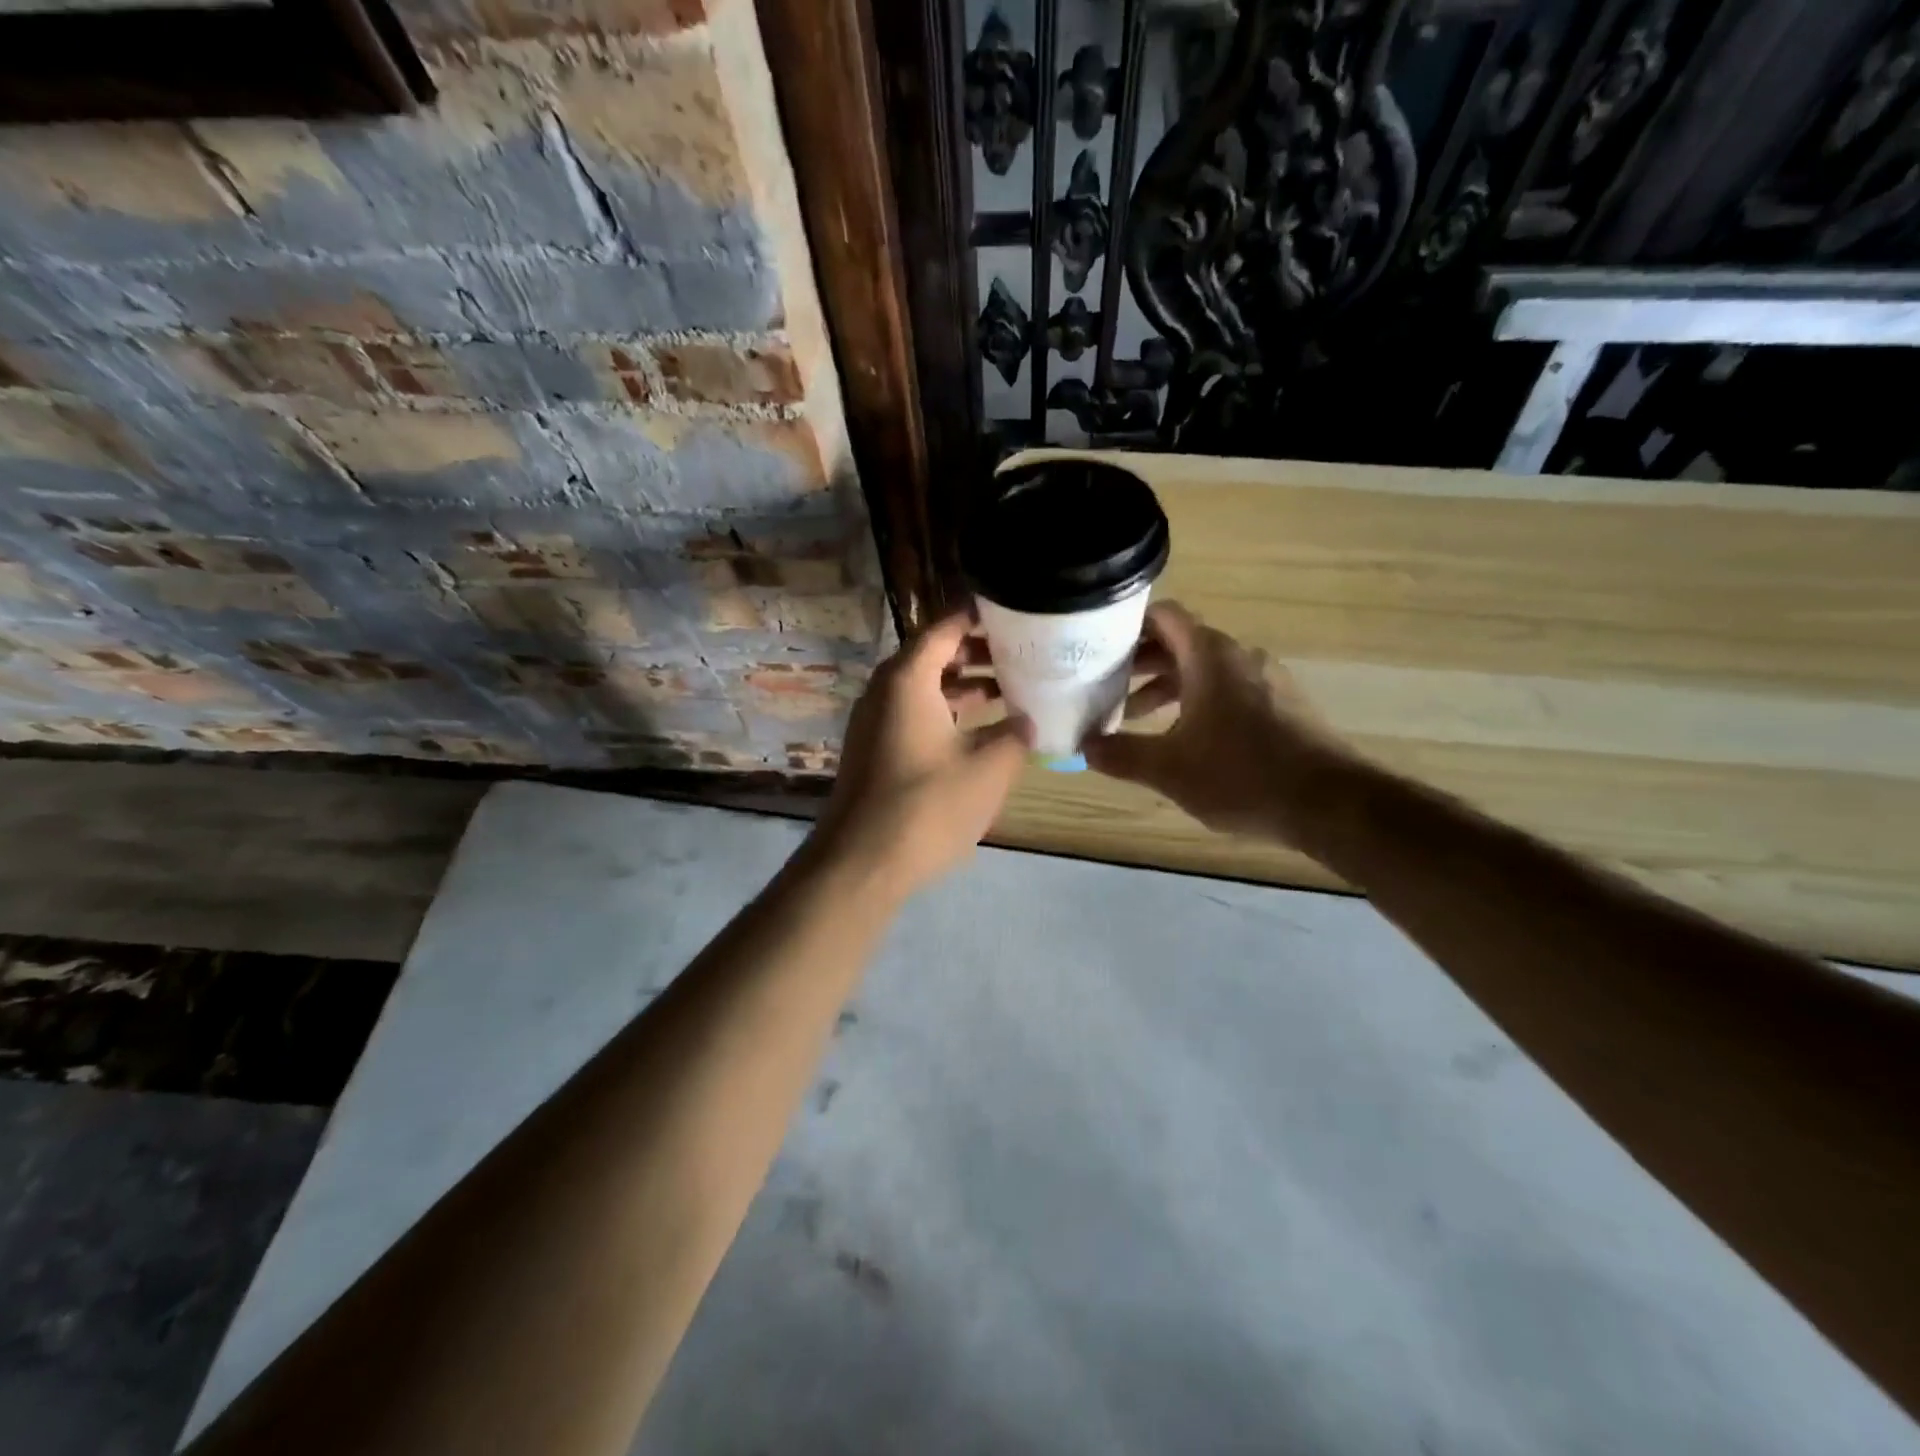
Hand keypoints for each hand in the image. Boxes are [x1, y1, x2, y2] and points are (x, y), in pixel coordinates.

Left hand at [811, 613, 1031, 897]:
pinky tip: (978, 732)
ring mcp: (874, 722)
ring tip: (1008, 690)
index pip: (944, 628)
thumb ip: (1015, 736)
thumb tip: (1027, 721)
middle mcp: (885, 690)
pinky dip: (946, 713)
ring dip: (963, 687)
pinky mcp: (874, 751)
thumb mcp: (989, 769)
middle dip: (976, 653)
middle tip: (1020, 654)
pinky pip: (913, 715)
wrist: (860, 863)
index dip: (978, 617)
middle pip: (932, 655)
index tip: (1013, 611)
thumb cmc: (927, 806)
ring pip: (923, 688)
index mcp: (907, 679)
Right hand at [1083, 601, 1357, 842]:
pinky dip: (1197, 701)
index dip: (1128, 625)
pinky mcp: (1281, 705)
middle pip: (1180, 642)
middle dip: (1140, 662)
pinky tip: (1183, 738)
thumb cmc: (1242, 775)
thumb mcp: (1168, 769)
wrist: (1330, 803)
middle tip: (1105, 686)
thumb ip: (1121, 754)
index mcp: (1210, 656)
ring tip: (1135, 717)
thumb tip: (1083, 747)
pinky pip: (1228, 689)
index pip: (1164, 615)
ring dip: (1167, 686)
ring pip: (1204, 669)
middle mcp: (1239, 656)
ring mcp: (1265, 680)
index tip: (1097, 645)